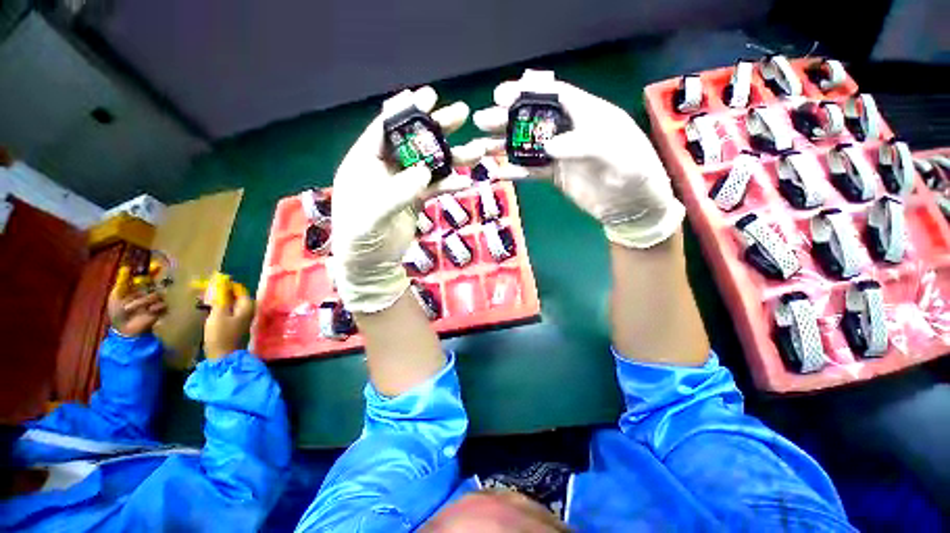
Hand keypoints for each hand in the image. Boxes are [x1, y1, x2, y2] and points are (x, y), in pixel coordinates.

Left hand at [108, 266, 167, 336]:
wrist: (124, 328)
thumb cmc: (118, 312)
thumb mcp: (116, 295)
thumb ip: (122, 282)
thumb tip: (126, 267)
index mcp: (138, 288)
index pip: (148, 277)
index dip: (152, 271)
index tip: (156, 266)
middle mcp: (148, 292)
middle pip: (154, 285)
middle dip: (144, 290)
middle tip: (139, 294)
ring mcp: (156, 301)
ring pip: (156, 295)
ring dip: (143, 301)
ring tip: (132, 309)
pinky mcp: (162, 310)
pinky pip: (163, 304)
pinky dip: (154, 308)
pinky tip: (148, 311)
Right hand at [202, 273, 254, 359]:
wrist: (223, 355)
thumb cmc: (221, 334)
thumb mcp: (218, 314)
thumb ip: (221, 298)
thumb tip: (222, 283)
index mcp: (247, 306)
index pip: (239, 289)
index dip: (227, 285)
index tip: (214, 281)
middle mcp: (249, 310)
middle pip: (236, 296)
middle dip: (223, 292)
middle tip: (207, 289)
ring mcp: (243, 317)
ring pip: (232, 303)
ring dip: (221, 299)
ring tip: (206, 296)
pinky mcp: (236, 324)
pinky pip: (229, 310)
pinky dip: (221, 307)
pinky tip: (210, 307)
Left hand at [331, 86, 485, 312]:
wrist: (372, 263)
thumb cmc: (360, 238)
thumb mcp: (372, 215)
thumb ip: (397, 192)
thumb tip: (425, 171)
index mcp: (364, 162)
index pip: (384, 130)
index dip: (405, 112)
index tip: (428, 96)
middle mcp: (385, 168)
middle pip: (414, 142)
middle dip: (436, 127)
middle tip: (461, 114)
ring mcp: (404, 184)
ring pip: (430, 164)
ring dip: (452, 157)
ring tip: (477, 149)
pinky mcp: (417, 200)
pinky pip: (436, 187)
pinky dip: (450, 184)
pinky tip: (465, 182)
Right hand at [473, 70, 684, 248]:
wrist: (632, 206)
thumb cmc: (634, 173)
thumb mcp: (618, 154)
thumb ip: (585, 145)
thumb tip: (549, 146)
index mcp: (588, 114)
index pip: (554, 95)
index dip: (527, 92)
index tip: (501, 95)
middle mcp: (570, 131)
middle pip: (534, 119)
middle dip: (507, 118)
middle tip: (482, 120)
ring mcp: (560, 154)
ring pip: (527, 145)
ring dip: (504, 144)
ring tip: (481, 146)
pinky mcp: (555, 175)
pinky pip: (530, 171)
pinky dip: (514, 171)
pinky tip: (497, 172)